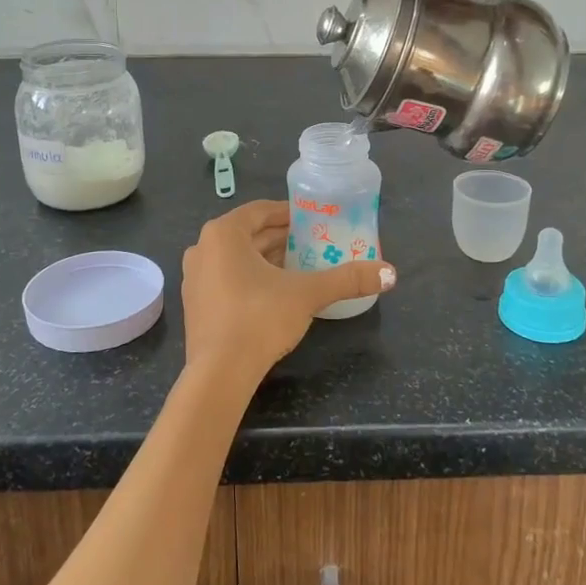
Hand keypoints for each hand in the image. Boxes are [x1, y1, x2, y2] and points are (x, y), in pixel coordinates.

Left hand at [180, 201, 395, 390]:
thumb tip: (390, 273)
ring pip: (237, 258)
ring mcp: (195, 278)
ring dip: (266, 258)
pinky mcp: (196, 305)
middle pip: (248, 234)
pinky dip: (250, 278)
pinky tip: (276, 292)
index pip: (260, 211)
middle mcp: (202, 248)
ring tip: (300, 265)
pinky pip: (226, 278)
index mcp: (223, 233)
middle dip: (281, 238)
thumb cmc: (259, 317)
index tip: (313, 219)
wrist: (220, 373)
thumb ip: (347, 279)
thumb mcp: (307, 294)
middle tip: (313, 242)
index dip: (288, 213)